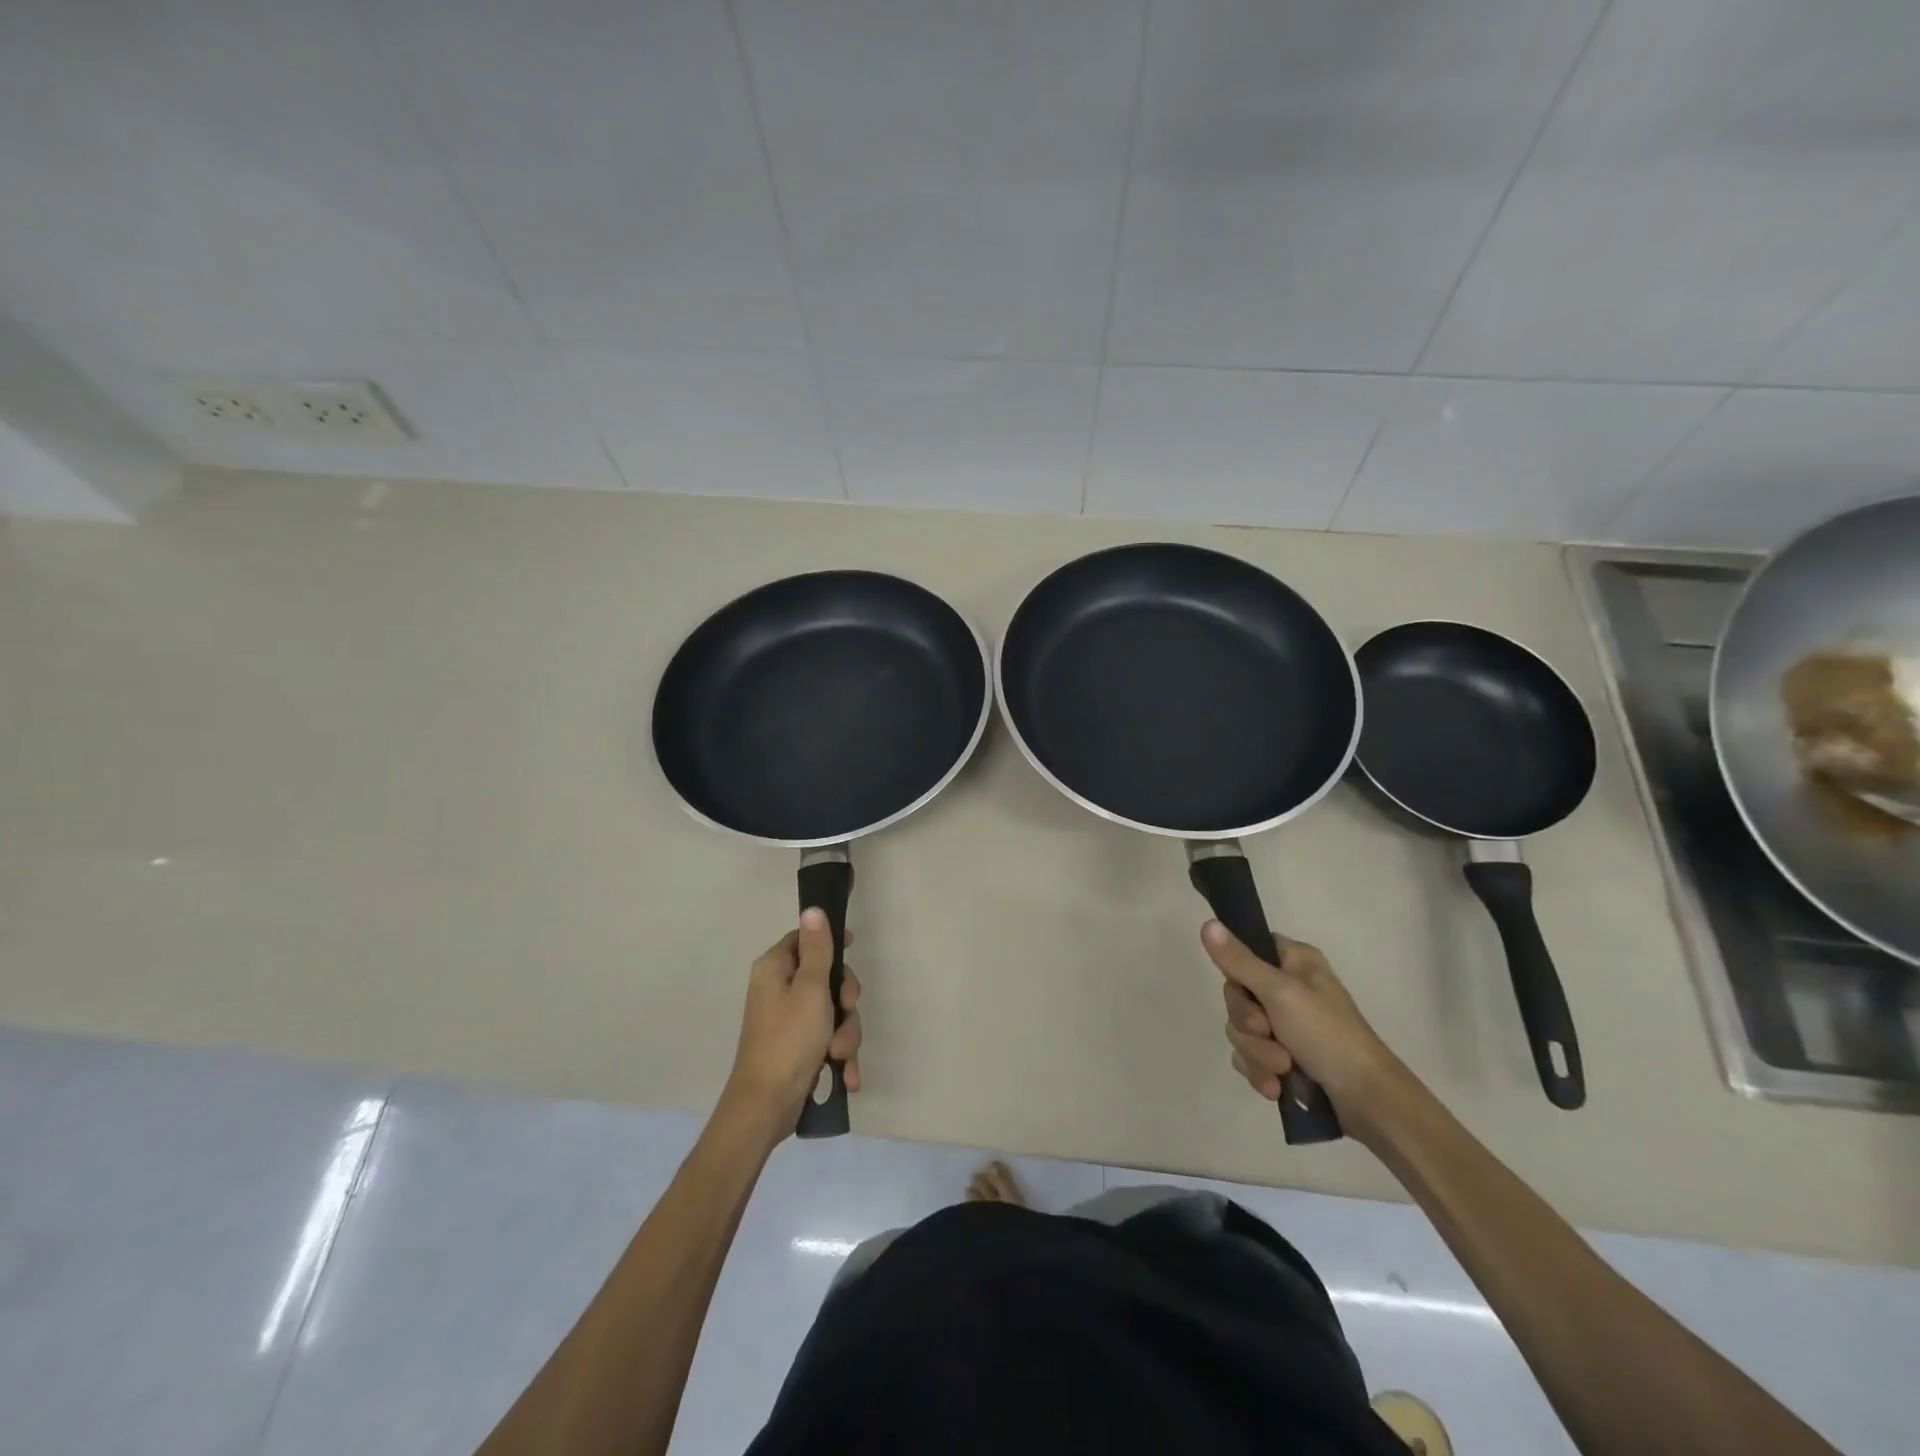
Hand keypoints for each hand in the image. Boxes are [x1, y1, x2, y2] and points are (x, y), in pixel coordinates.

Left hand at [722, 908, 862, 1141]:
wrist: (766, 1107)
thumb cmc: (789, 1040)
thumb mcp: (811, 989)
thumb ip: (817, 949)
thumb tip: (812, 909)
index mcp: (775, 969)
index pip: (804, 939)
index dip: (830, 942)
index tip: (853, 949)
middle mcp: (779, 990)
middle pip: (826, 977)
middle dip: (845, 1001)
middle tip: (846, 1011)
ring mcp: (789, 1020)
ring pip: (833, 1012)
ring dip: (845, 1034)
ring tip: (839, 1056)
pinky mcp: (798, 1047)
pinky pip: (827, 1039)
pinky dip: (839, 1056)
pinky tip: (845, 1076)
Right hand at [1204, 921, 1410, 1143]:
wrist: (1367, 1101)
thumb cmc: (1328, 1034)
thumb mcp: (1280, 992)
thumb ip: (1239, 961)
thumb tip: (1206, 923)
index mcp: (1294, 961)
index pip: (1246, 950)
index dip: (1238, 973)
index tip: (1246, 989)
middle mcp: (1289, 988)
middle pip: (1237, 995)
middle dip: (1249, 1024)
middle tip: (1268, 1032)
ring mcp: (1286, 1025)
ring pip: (1241, 1030)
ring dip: (1257, 1053)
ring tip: (1283, 1069)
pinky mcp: (1284, 1057)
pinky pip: (1250, 1057)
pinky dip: (1260, 1072)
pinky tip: (1277, 1088)